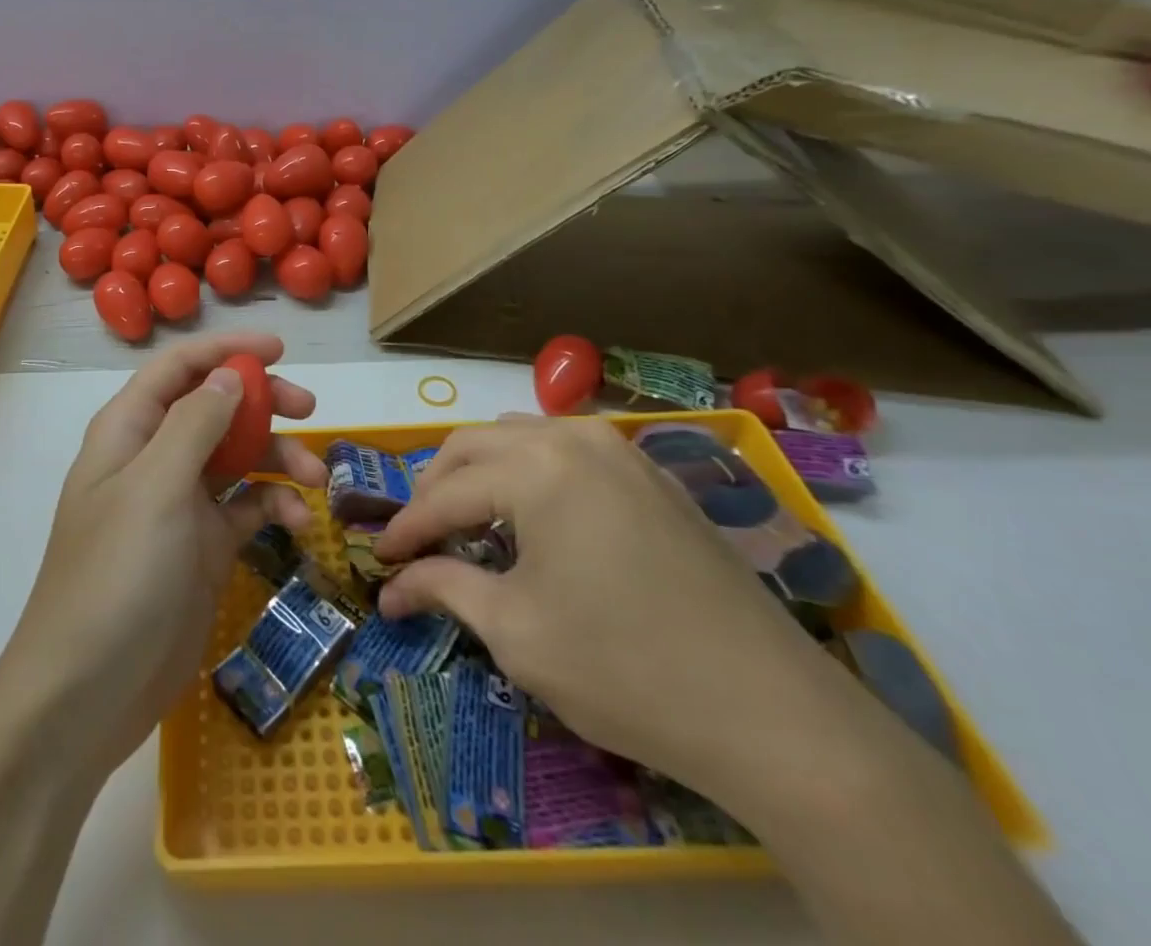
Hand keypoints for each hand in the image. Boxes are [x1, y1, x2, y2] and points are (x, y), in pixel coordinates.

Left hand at [0, 333, 326, 778]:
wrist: (89, 692)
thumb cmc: (118, 575)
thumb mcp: (156, 488)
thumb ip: (195, 423)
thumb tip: (229, 374)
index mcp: (129, 431)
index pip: (178, 368)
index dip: (225, 351)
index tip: (279, 350)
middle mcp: (154, 458)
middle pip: (214, 407)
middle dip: (261, 402)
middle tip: (308, 408)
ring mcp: (179, 504)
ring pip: (237, 457)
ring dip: (277, 459)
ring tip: (316, 479)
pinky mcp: (203, 547)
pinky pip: (247, 508)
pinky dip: (274, 507)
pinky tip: (299, 525)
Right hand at [375, 415, 854, 803]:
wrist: (776, 716)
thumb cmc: (624, 669)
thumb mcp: (515, 631)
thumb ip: (443, 590)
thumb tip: (389, 589)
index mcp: (535, 467)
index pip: (444, 493)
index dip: (406, 528)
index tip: (379, 557)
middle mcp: (574, 439)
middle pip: (475, 445)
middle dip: (436, 487)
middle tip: (420, 537)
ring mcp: (622, 452)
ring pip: (523, 438)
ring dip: (485, 472)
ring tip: (474, 522)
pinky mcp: (656, 477)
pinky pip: (571, 451)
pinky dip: (534, 473)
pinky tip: (537, 516)